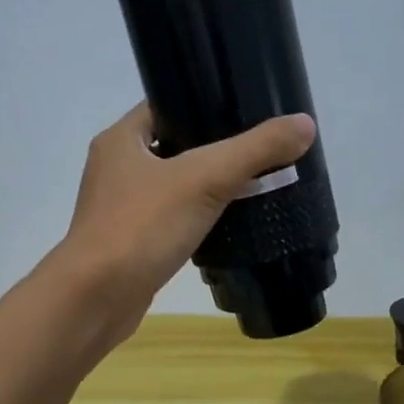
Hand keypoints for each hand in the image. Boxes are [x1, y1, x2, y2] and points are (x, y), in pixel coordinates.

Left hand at [59, 102, 316, 341]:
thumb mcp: (205, 179)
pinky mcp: (131, 244)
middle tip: (259, 151)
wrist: (97, 298)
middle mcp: (116, 168)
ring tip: (253, 185)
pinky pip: (171, 221)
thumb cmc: (142, 226)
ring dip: (206, 187)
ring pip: (173, 187)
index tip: (246, 112)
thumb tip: (305, 125)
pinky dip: (197, 220)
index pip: (166, 105)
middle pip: (173, 146)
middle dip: (214, 149)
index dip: (204, 105)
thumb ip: (255, 150)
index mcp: (122, 139)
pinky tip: (227, 227)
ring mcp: (120, 209)